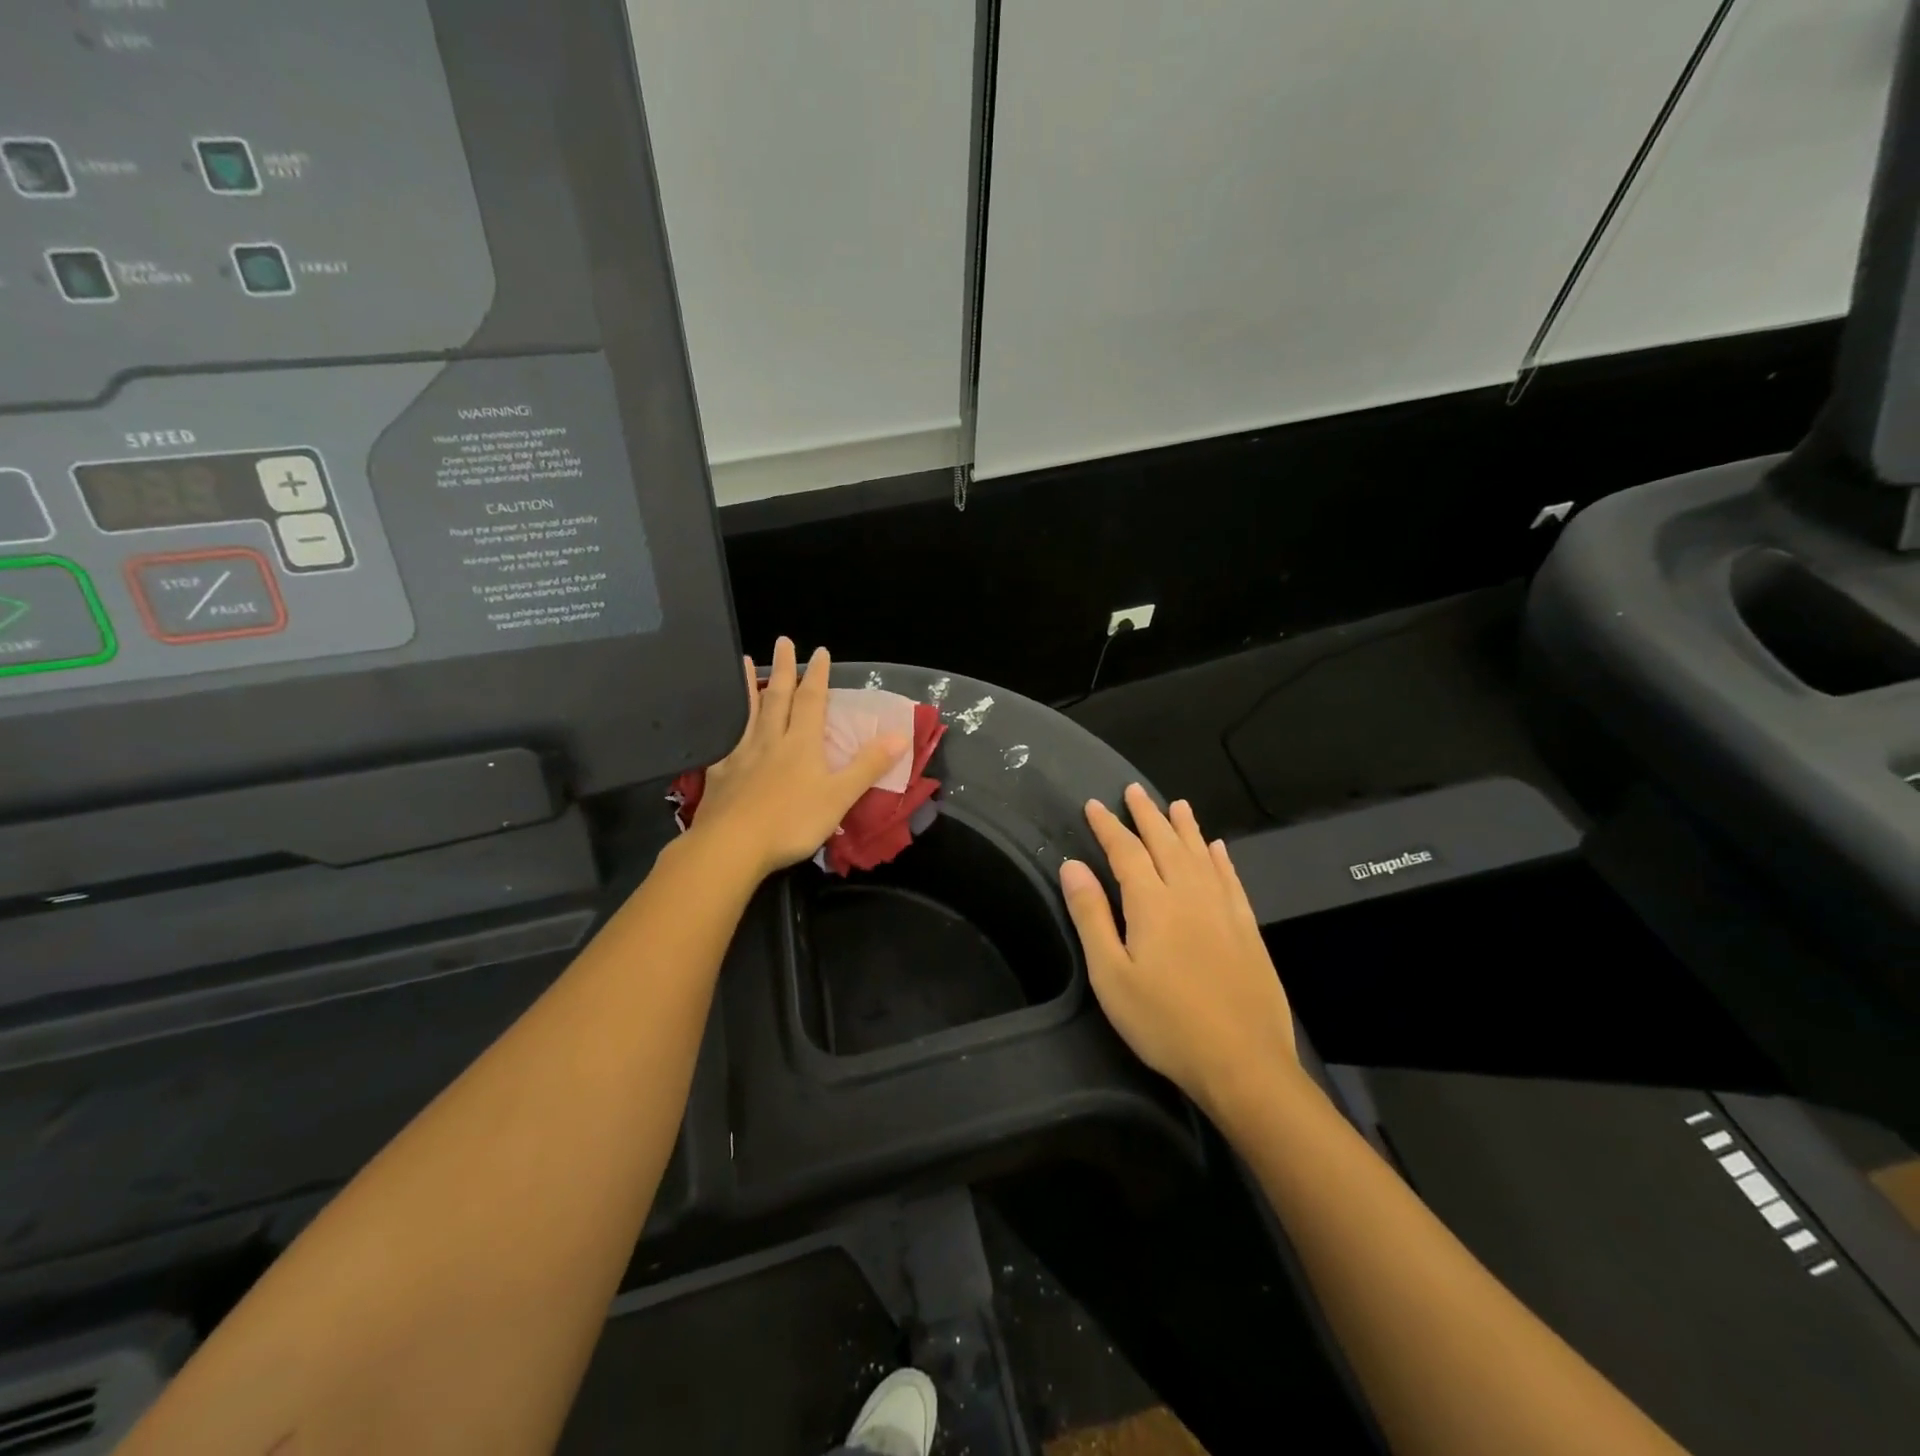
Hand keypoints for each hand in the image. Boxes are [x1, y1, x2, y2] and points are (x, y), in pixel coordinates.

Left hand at [689, 638, 909, 880]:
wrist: (731, 846)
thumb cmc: (791, 822)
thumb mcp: (839, 796)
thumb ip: (868, 765)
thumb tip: (900, 734)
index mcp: (802, 744)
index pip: (812, 701)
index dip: (818, 676)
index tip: (820, 651)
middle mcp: (770, 740)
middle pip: (778, 697)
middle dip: (784, 669)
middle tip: (783, 640)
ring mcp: (741, 755)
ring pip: (748, 713)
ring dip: (749, 686)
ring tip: (743, 661)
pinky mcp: (719, 775)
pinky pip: (726, 741)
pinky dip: (728, 726)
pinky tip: (724, 727)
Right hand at [1059, 785, 1297, 1123]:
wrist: (1243, 1063)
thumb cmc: (1165, 1023)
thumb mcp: (1111, 976)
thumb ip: (1092, 916)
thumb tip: (1073, 865)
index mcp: (1152, 903)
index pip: (1126, 851)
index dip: (1108, 826)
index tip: (1094, 804)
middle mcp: (1190, 894)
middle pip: (1166, 843)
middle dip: (1147, 815)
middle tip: (1134, 790)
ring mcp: (1224, 909)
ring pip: (1201, 854)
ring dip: (1185, 827)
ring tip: (1176, 804)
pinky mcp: (1247, 928)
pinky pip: (1231, 879)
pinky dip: (1221, 859)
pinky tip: (1217, 848)